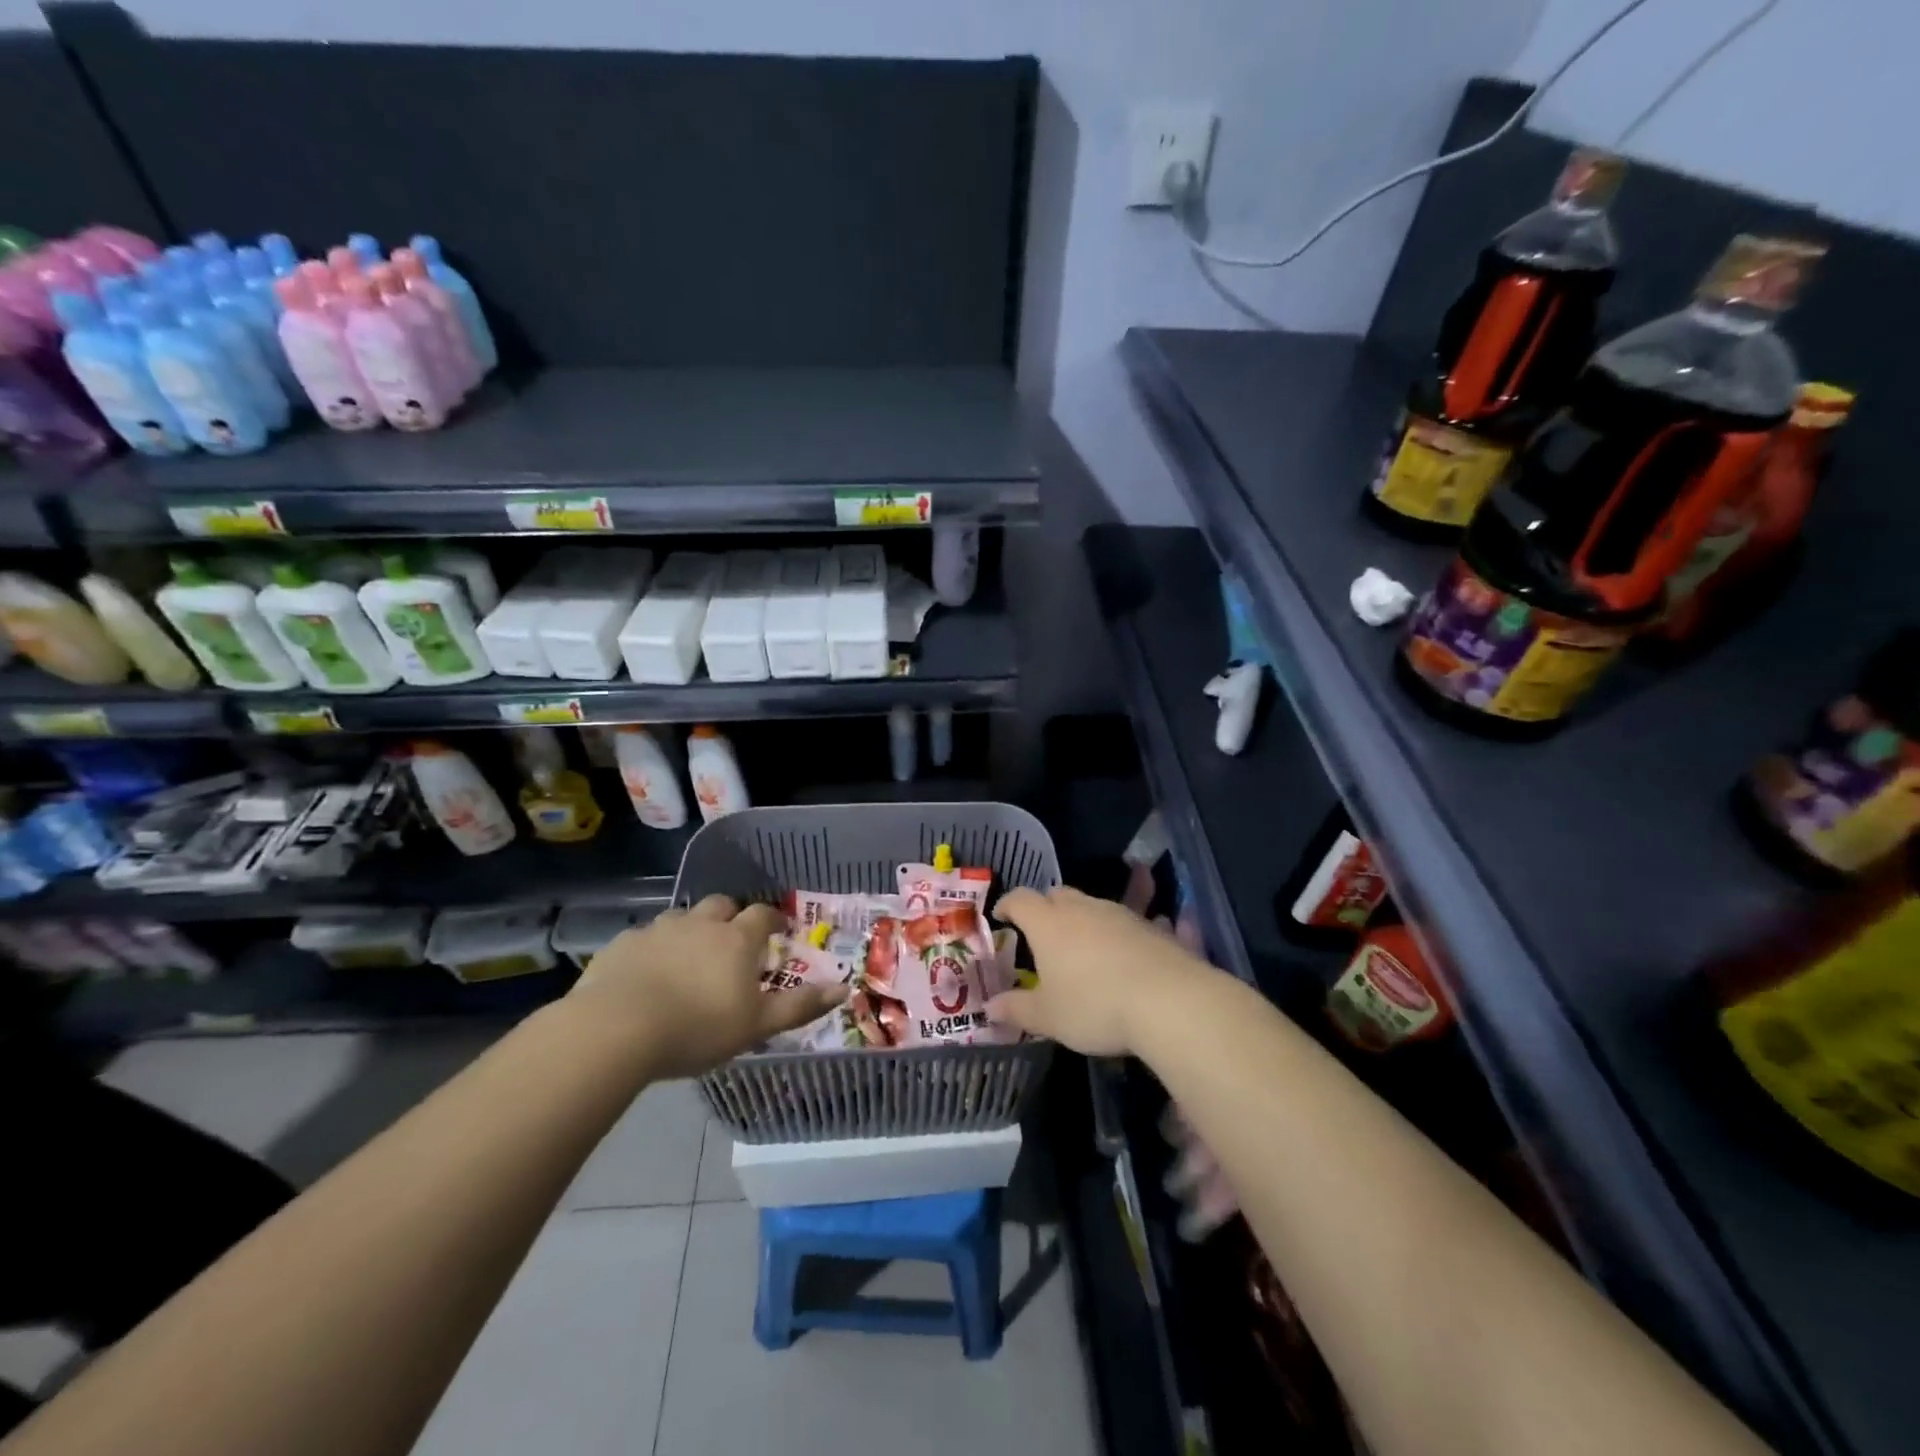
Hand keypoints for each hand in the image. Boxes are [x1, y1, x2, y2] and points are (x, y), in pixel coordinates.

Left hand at [568, 895, 844, 1079]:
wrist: (617, 1029)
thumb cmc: (697, 1028)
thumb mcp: (757, 1025)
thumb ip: (800, 1006)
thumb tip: (844, 987)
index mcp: (737, 939)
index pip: (763, 915)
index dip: (772, 920)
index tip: (777, 931)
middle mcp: (700, 924)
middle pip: (722, 905)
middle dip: (730, 916)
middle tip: (732, 940)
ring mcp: (659, 930)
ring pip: (681, 917)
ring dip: (690, 929)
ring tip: (688, 956)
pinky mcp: (623, 944)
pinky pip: (644, 937)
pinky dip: (652, 947)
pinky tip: (646, 972)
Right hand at [986, 886, 1209, 1055]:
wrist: (1168, 999)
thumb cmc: (1094, 1005)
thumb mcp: (1049, 1017)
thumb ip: (1017, 1009)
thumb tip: (990, 1007)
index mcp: (1048, 923)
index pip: (1020, 900)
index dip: (1008, 904)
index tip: (1001, 915)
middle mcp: (1082, 909)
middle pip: (1058, 895)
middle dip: (1046, 908)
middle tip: (1041, 932)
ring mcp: (1119, 914)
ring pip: (1093, 905)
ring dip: (1083, 919)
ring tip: (1082, 946)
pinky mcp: (1150, 927)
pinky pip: (1126, 921)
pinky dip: (1117, 932)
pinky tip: (1124, 952)